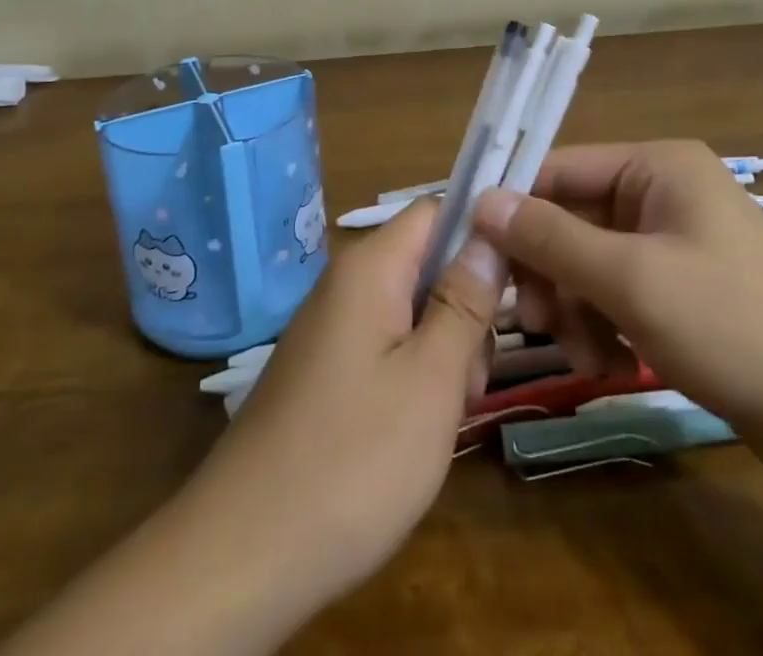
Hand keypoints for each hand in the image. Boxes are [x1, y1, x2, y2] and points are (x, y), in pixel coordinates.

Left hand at [183, 198, 503, 611]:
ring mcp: (332, 328)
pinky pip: (384, 346)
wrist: (244, 552)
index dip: (481, 235)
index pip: (436, 211)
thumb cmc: (355, 458)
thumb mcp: (432, 378)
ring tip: (446, 415)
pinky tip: (415, 430)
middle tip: (473, 379)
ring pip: (410, 311)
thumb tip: (490, 234)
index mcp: (370, 268)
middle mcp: (346, 284)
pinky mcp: (325, 370)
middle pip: (426, 264)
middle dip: (464, 310)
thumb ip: (466, 302)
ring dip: (443, 351)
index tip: (517, 285)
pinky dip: (412, 375)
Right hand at [472, 141, 762, 480]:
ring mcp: (674, 242)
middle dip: (550, 272)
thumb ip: (551, 237)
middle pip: (572, 218)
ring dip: (574, 306)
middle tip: (532, 323)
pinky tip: (607, 365)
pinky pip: (619, 292)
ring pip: (591, 261)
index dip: (514, 207)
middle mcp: (663, 192)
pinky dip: (603, 324)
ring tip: (581, 356)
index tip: (475, 254)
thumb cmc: (735, 326)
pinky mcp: (684, 290)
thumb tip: (482, 201)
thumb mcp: (631, 279)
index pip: (560, 168)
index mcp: (657, 166)